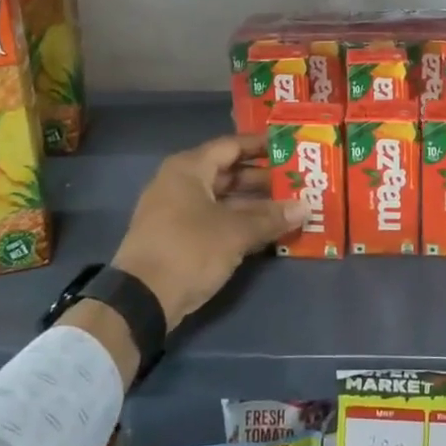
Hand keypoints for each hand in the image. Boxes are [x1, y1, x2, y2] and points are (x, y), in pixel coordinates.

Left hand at [111, 134, 306, 331]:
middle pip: (227, 173)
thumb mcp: (236, 232)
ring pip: (222, 199)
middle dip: (262, 179)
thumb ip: (270, 218)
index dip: (261, 146)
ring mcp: (176, 211)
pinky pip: (213, 219)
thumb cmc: (189, 249)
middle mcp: (179, 183)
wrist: (141, 299)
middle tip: (296, 182)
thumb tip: (304, 207)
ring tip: (288, 208)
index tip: (290, 148)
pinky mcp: (176, 237)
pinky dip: (237, 222)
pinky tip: (266, 231)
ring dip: (253, 204)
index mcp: (189, 168)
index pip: (231, 146)